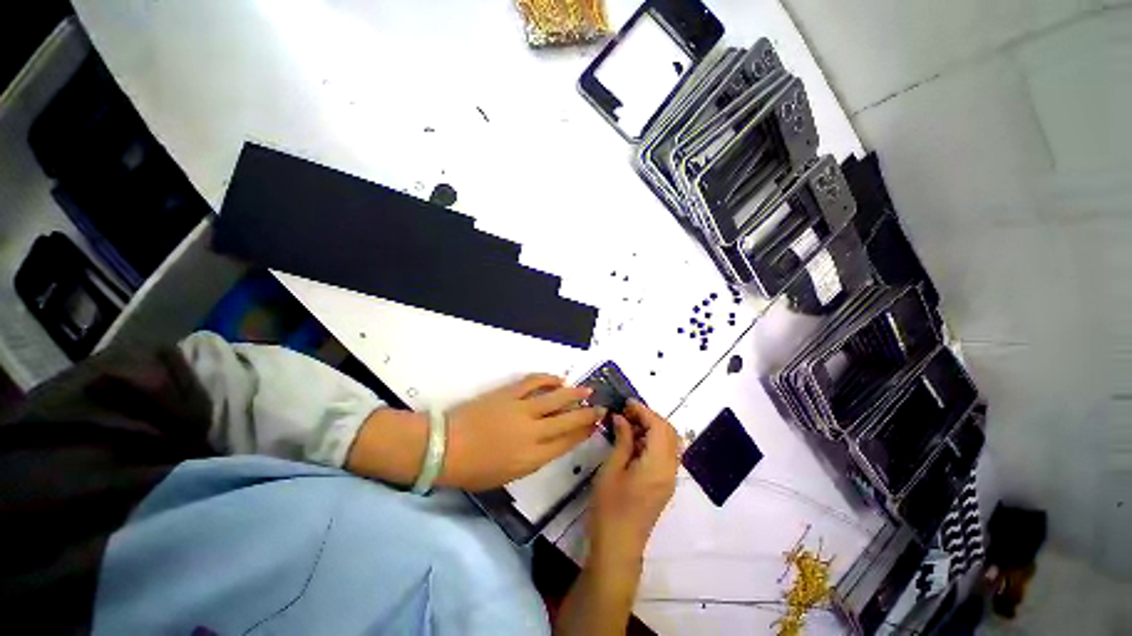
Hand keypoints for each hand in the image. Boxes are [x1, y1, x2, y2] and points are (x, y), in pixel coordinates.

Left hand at [439, 374, 605, 490]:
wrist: (444, 448)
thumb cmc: (474, 469)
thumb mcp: (508, 475)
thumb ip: (533, 459)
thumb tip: (550, 443)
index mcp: (532, 457)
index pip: (566, 443)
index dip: (583, 434)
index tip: (595, 426)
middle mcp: (533, 432)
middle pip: (567, 421)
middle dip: (587, 415)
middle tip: (602, 408)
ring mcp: (521, 410)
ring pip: (556, 399)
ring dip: (574, 395)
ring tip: (588, 391)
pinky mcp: (509, 394)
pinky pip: (533, 383)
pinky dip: (548, 379)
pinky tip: (559, 379)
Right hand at [589, 400, 679, 564]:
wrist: (618, 547)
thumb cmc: (610, 508)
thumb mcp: (611, 470)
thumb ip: (622, 440)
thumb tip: (622, 418)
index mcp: (657, 465)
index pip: (659, 426)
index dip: (644, 410)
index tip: (626, 402)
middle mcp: (670, 469)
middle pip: (669, 432)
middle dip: (650, 417)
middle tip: (626, 412)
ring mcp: (669, 478)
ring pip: (669, 442)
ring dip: (652, 428)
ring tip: (628, 424)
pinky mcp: (664, 484)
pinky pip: (665, 454)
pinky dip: (652, 441)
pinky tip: (633, 441)